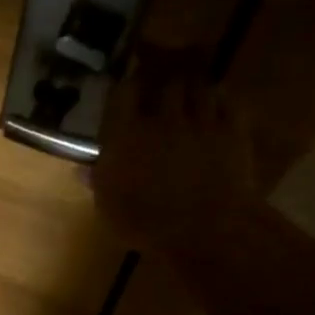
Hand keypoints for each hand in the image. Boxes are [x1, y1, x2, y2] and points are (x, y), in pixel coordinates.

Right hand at [91, 46, 257, 245]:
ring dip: (194, 90)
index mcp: (125, 133)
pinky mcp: (233, 132)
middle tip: (162, 91)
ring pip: (200, 88)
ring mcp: (201, 123)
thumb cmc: (145, 221)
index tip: (127, 88)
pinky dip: (223, 101)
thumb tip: (82, 169)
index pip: (123, 92)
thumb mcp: (108, 205)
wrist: (206, 231)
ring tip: (191, 95)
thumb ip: (98, 180)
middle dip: (164, 85)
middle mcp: (162, 119)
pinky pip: (230, 103)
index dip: (126, 86)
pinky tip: (218, 106)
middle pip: (166, 83)